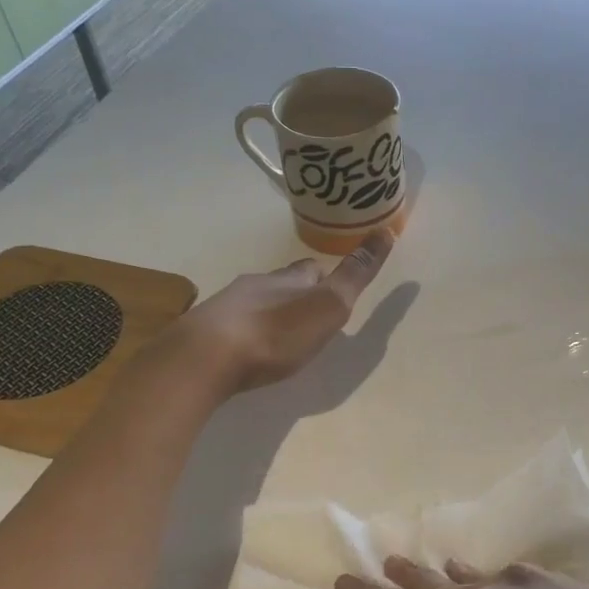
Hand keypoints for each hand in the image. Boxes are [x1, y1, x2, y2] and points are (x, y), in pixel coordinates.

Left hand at [173, 231, 393, 392]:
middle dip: (295, 295)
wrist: (205, 357)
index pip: (311, 269)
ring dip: (268, 314)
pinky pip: (231, 326)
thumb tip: (385, 230)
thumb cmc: (275, 333)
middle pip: (281, 284)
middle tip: (309, 317)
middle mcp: (255, 285)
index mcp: (288, 279)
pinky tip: (247, 352)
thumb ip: (355, 274)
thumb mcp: (328, 305)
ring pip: (254, 303)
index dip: (325, 277)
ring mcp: (225, 308)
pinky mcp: (204, 333)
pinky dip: (245, 334)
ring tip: (279, 338)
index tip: (335, 291)